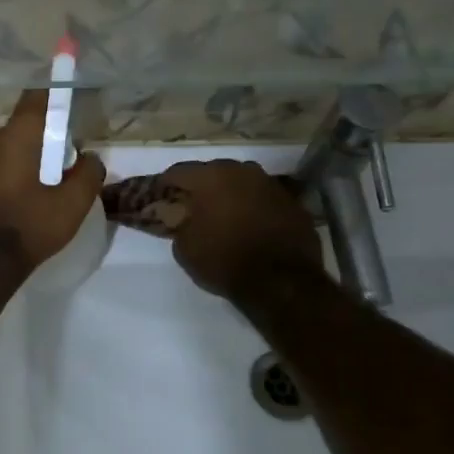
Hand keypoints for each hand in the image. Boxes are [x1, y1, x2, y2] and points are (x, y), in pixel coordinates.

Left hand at [0, 91, 105, 270]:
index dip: (56, 92)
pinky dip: (13, 170)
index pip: (38, 97)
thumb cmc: (30, 226)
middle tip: (67, 162)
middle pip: (26, 125)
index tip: (71, 94)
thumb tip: (90, 158)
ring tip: (47, 185)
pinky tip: (26, 196)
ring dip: (29, 156)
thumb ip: (89, 173)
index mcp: (16, 134)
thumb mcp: (73, 203)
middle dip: (47, 137)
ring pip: (11, 146)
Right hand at [157, 159, 322, 298]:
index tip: (161, 196)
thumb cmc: (224, 260)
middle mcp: (242, 171)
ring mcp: (271, 184)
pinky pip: (264, 199)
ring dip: (231, 194)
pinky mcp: (293, 202)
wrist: (282, 282)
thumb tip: (182, 216)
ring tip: (223, 214)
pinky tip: (250, 225)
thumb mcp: (185, 248)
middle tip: (193, 205)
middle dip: (202, 186)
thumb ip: (179, 223)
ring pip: (242, 182)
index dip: (166, 184)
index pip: (179, 172)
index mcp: (211, 177)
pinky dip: (254, 207)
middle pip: (214, 172)